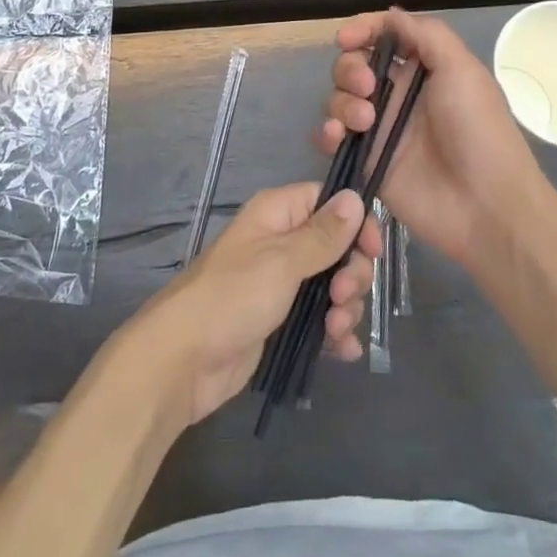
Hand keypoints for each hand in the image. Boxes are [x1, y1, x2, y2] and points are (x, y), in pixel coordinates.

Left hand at [128, 184, 380, 427]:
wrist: (183, 360)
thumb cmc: (233, 296)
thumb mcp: (282, 261)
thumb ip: (323, 234)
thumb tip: (355, 195)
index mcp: (277, 214)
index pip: (328, 202)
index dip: (355, 223)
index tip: (373, 251)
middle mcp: (281, 242)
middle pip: (337, 247)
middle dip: (351, 273)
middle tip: (343, 297)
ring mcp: (281, 284)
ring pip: (332, 285)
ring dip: (344, 307)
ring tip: (336, 330)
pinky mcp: (280, 321)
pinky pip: (320, 319)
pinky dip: (335, 333)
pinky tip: (343, 351)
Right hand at [315, 8, 546, 269]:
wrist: (485, 205)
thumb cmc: (478, 130)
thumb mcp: (462, 69)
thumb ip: (425, 35)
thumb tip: (391, 15)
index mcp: (422, 69)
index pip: (382, 37)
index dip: (361, 30)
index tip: (346, 37)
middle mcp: (397, 94)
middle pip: (353, 65)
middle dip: (350, 68)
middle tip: (368, 87)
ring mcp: (379, 128)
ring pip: (338, 98)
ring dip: (342, 101)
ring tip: (365, 122)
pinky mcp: (366, 160)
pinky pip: (331, 137)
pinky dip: (326, 132)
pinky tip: (337, 136)